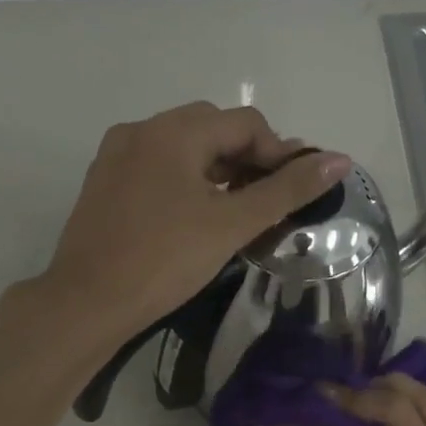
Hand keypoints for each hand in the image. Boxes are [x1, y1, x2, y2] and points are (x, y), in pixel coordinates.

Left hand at [44, 102, 350, 335]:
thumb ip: (287, 190)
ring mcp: (117, 155)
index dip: (279, 152)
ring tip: (238, 209)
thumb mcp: (232, 224)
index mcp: (173, 131)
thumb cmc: (164, 261)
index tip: (296, 191)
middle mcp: (141, 130)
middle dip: (248, 157)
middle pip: (212, 128)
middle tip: (268, 200)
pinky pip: (157, 166)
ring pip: (183, 147)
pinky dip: (186, 179)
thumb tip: (339, 160)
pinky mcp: (104, 182)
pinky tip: (196, 215)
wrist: (86, 303)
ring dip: (218, 169)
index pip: (245, 123)